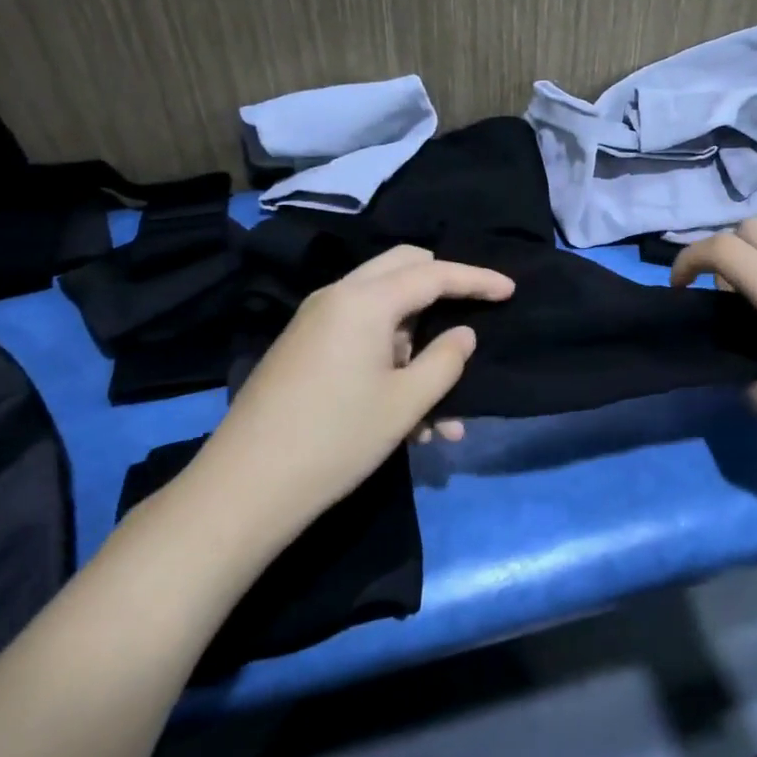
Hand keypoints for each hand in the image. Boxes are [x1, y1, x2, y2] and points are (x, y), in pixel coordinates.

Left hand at [197, 245, 513, 521]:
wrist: (244, 488)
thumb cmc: (336, 439)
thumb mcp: (406, 403)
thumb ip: (446, 361)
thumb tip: (463, 335)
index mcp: (364, 300)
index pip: (434, 273)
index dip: (477, 280)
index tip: (511, 289)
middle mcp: (337, 297)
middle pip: (403, 268)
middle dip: (444, 288)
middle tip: (474, 313)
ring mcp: (316, 323)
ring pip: (384, 311)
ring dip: (419, 345)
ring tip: (445, 412)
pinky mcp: (305, 350)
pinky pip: (361, 338)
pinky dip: (391, 362)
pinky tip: (413, 420)